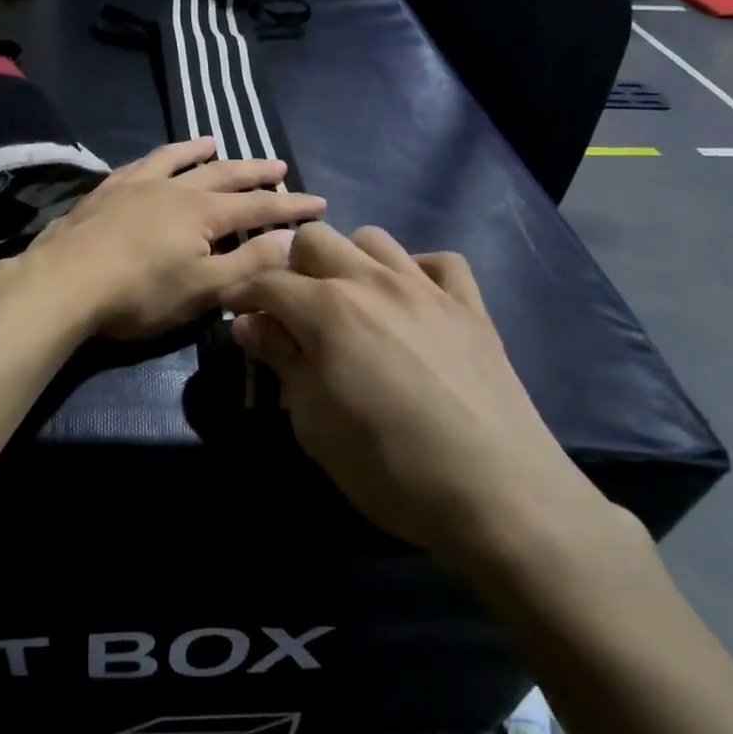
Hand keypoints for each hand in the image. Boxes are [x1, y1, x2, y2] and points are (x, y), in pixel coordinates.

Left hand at [27, 138, 325, 339]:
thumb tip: (294, 239)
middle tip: (280, 165)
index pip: (259, 205)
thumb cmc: (140, 293)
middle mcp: (174, 188)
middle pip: (223, 174)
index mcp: (203, 213)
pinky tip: (156, 159)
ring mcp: (136, 185)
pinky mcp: (106, 191)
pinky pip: (140, 163)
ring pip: (178, 160)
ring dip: (202, 152)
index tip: (319, 202)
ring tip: (217, 142)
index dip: (291, 205)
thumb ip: (250, 262)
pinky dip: (157, 156)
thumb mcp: (204, 289)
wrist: (65, 282)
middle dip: (255, 171)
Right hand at [220, 223, 611, 567]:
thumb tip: (250, 324)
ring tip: (348, 303)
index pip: (268, 281)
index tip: (234, 312)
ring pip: (373, 240)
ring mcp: (427, 289)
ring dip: (349, 262)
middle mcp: (373, 282)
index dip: (243, 295)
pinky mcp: (471, 307)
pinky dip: (416, 272)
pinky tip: (411, 304)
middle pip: (316, 239)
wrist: (499, 495)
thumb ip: (281, 361)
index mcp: (327, 309)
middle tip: (290, 310)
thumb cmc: (388, 467)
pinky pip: (439, 262)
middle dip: (291, 266)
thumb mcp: (313, 423)